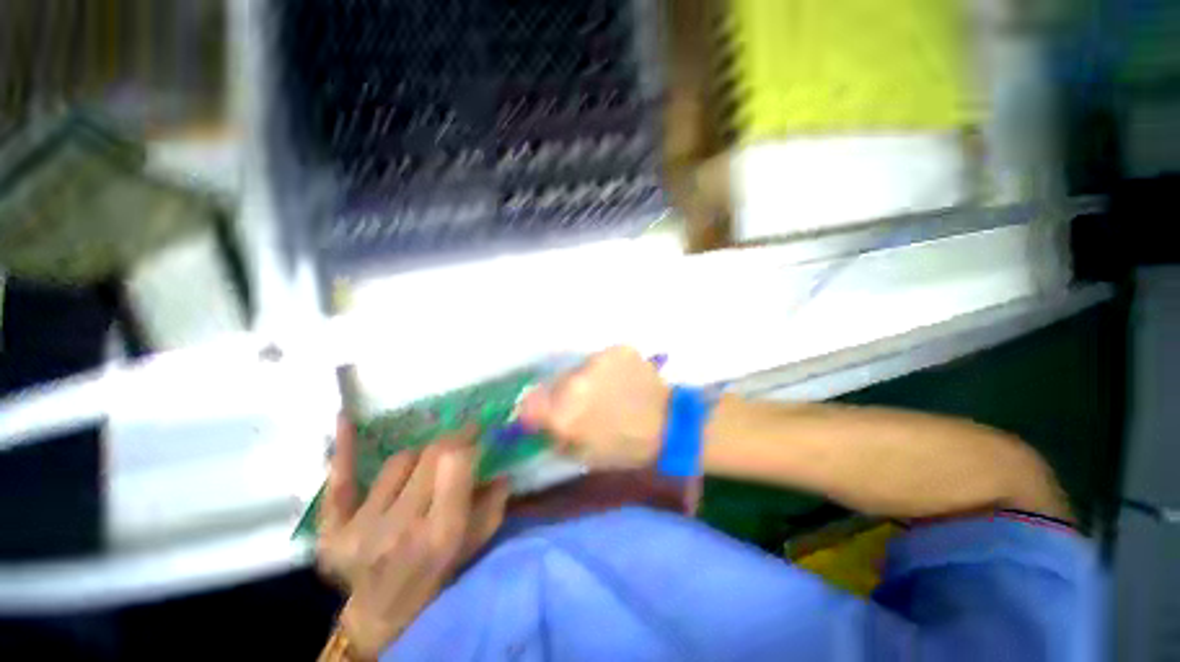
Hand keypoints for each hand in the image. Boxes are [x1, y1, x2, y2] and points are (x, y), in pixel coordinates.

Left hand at [318, 418, 508, 658]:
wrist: (383, 614)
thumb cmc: (438, 577)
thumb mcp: (476, 544)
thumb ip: (493, 501)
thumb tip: (499, 462)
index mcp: (441, 532)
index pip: (455, 461)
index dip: (467, 438)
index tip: (476, 429)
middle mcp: (400, 527)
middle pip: (429, 455)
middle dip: (449, 440)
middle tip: (458, 438)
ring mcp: (360, 529)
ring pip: (398, 461)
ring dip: (418, 456)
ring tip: (424, 468)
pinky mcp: (331, 531)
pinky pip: (339, 481)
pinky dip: (343, 450)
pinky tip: (344, 417)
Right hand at [519, 346, 669, 469]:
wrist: (669, 425)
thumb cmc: (624, 447)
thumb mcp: (581, 453)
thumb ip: (553, 434)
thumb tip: (534, 419)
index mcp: (566, 412)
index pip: (530, 402)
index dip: (532, 408)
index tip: (540, 412)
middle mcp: (578, 380)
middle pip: (556, 382)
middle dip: (562, 394)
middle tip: (580, 404)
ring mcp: (600, 360)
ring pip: (580, 368)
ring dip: (585, 379)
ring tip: (604, 391)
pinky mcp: (619, 349)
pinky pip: (602, 359)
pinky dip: (606, 369)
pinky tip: (619, 381)